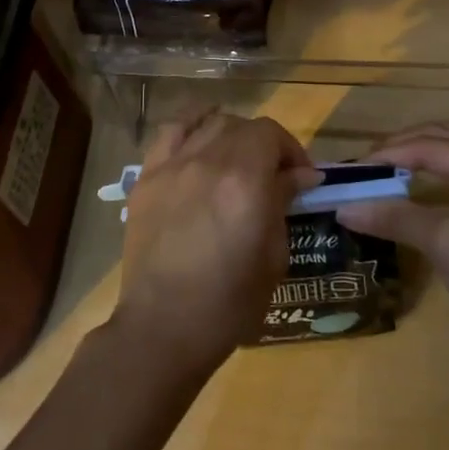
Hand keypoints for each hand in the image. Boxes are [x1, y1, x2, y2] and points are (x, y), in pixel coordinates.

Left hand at [110, 111, 319, 380]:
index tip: (301, 177)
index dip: (291, 150)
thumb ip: (283, 203)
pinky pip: (171, 131)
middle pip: (242, 126)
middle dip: (265, 144)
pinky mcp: (147, 176)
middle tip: (272, 173)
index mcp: (245, 182)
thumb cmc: (229, 303)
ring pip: (209, 123)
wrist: (163, 326)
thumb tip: (299, 175)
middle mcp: (208, 161)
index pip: (271, 135)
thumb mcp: (273, 256)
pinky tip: (201, 139)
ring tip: (237, 159)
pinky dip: (192, 126)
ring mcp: (173, 165)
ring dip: (232, 134)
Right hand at [335, 123, 448, 364]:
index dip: (386, 155)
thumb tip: (342, 207)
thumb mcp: (442, 242)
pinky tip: (409, 188)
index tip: (349, 170)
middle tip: (363, 166)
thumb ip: (392, 216)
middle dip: (400, 147)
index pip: (428, 145)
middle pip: (441, 138)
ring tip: (381, 171)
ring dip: (416, 156)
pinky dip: (431, 175)